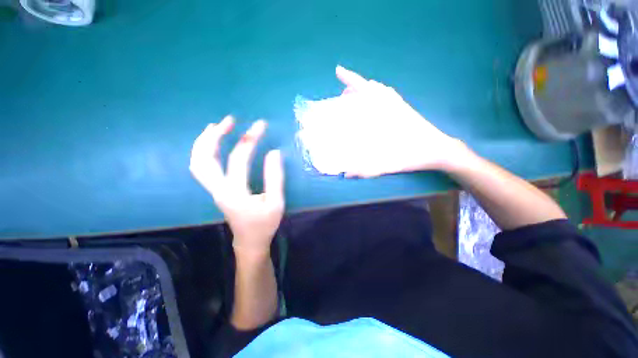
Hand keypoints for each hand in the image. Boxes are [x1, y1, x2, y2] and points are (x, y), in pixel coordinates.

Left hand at [190, 116, 284, 253]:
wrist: (250, 241)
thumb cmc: (265, 224)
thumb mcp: (276, 202)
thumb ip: (275, 177)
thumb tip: (274, 152)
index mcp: (235, 192)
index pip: (238, 159)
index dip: (250, 140)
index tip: (261, 125)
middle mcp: (218, 189)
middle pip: (204, 159)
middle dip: (214, 136)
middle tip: (229, 120)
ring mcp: (214, 189)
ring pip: (198, 162)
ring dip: (205, 141)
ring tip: (217, 126)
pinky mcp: (216, 189)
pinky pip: (203, 167)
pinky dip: (205, 151)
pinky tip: (214, 143)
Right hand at [335, 66, 467, 177]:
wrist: (439, 151)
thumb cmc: (414, 155)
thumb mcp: (389, 165)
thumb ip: (367, 170)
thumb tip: (346, 174)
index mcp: (386, 112)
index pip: (366, 90)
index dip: (351, 79)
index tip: (338, 71)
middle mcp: (391, 104)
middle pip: (370, 88)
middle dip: (354, 87)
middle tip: (342, 96)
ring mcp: (399, 106)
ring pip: (379, 91)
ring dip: (365, 91)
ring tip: (354, 99)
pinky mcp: (404, 110)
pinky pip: (387, 96)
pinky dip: (377, 95)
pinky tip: (373, 105)